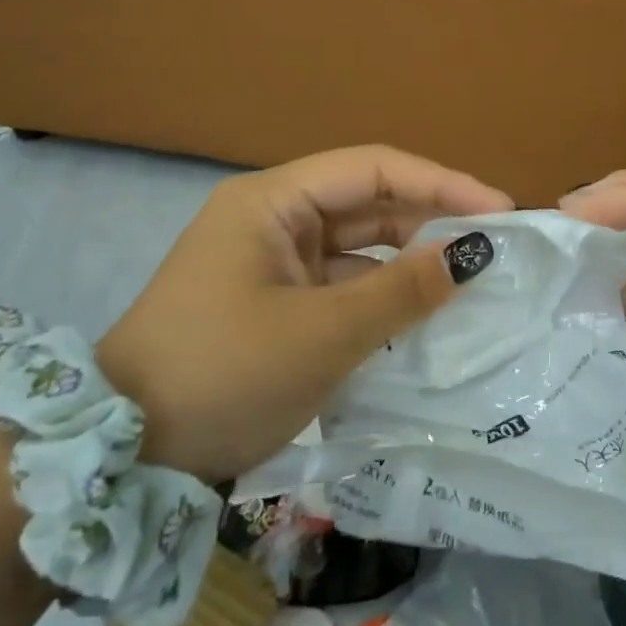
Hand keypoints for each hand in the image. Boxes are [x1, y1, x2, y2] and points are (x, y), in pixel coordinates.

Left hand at [98, 146, 510, 482]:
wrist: (125, 457)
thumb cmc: (221, 374)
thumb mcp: (321, 334)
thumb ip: (401, 290)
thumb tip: (470, 256)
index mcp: (273, 201)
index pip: (373, 169)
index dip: (441, 183)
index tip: (500, 209)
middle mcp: (275, 218)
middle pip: (369, 202)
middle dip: (432, 221)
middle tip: (497, 246)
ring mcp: (274, 261)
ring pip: (360, 246)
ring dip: (411, 262)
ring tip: (473, 281)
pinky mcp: (278, 302)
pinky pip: (344, 285)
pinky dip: (384, 297)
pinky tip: (426, 316)